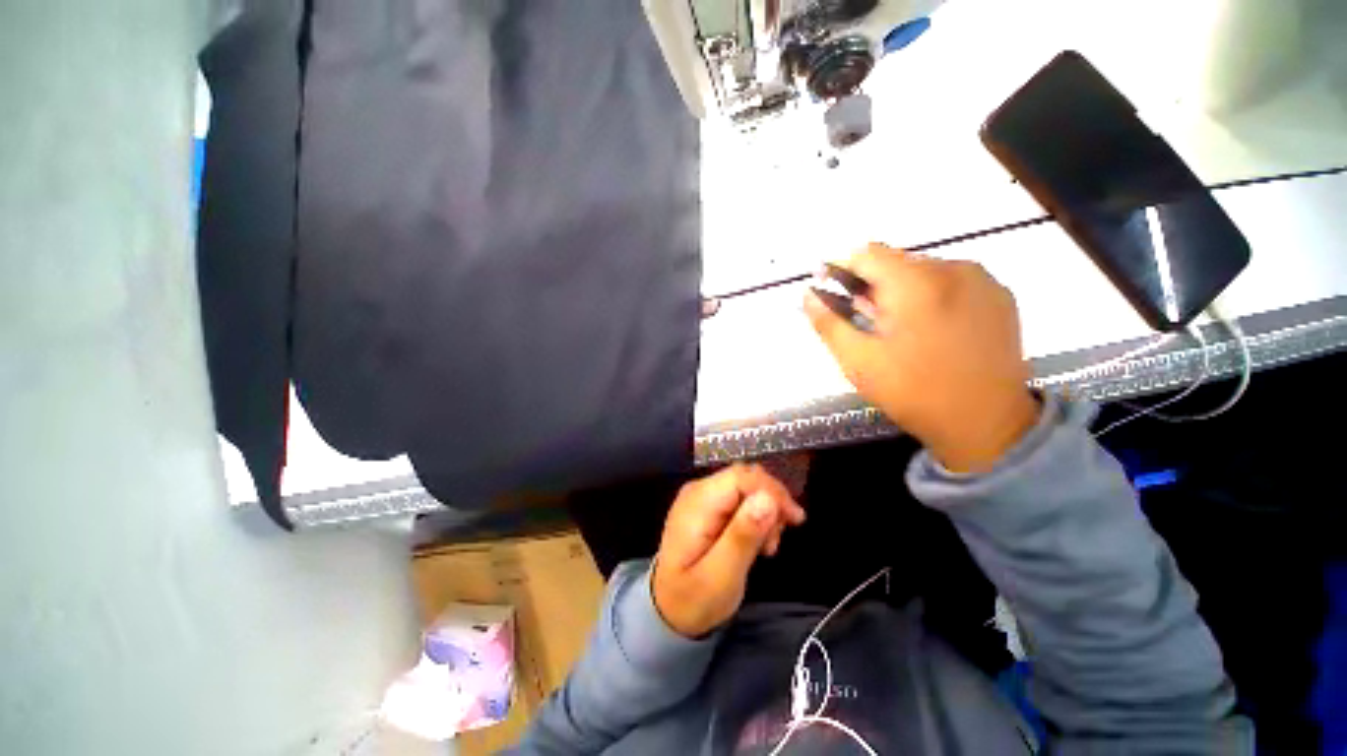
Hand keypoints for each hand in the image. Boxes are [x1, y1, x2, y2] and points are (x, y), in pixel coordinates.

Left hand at [652, 464, 805, 637]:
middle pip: (745, 478)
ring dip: (766, 510)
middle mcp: (698, 491)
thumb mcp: (721, 576)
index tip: (794, 519)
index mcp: (698, 502)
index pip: (741, 477)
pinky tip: (759, 541)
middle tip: (778, 539)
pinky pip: (740, 498)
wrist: (668, 610)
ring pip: (746, 487)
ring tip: (768, 547)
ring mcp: (702, 497)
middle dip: (771, 502)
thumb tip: (768, 499)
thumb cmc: (693, 599)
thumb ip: (742, 536)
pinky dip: (756, 515)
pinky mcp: (709, 507)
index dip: (772, 491)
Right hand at [805, 244, 1039, 472]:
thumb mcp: (858, 361)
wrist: (987, 425)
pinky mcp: (1001, 296)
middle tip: (862, 318)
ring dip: (900, 290)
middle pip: (896, 260)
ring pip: (924, 270)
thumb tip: (807, 295)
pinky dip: (930, 295)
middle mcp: (955, 268)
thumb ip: (828, 323)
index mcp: (917, 283)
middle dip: (871, 283)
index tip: (827, 286)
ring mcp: (984, 280)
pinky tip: (928, 328)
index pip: (867, 253)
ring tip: (895, 327)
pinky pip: (952, 281)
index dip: (840, 266)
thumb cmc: (914, 393)